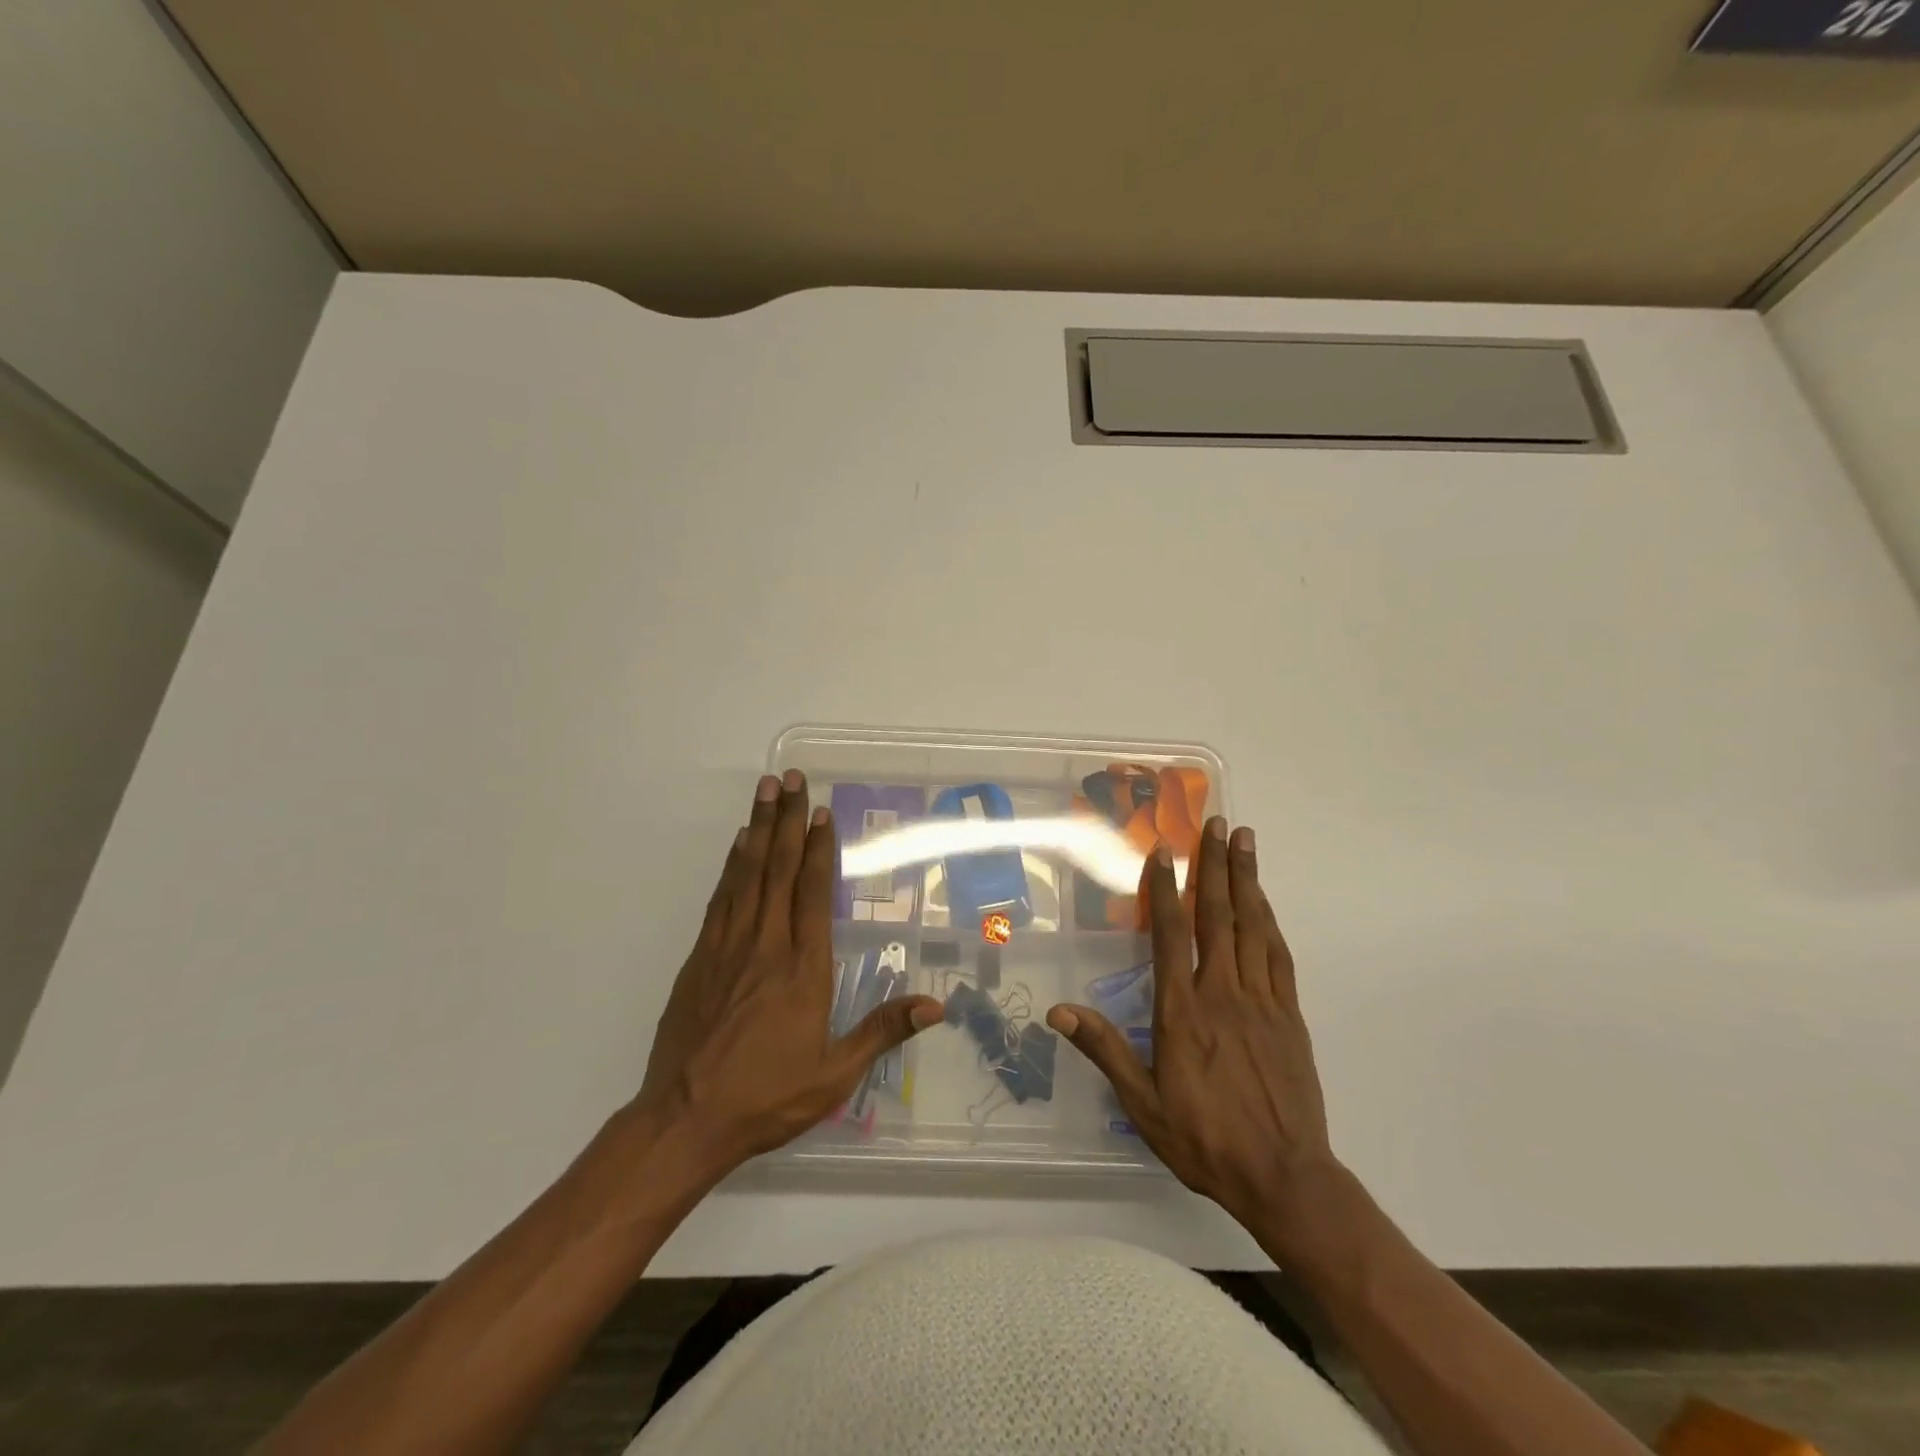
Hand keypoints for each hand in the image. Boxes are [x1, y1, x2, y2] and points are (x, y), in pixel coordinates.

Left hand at [636, 771, 941, 1173]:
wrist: (684, 1119)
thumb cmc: (766, 1097)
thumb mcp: (834, 1075)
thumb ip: (882, 1032)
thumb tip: (937, 1005)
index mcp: (802, 969)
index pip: (813, 895)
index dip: (820, 851)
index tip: (822, 814)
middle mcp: (766, 946)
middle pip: (779, 870)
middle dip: (788, 821)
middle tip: (792, 779)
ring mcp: (728, 947)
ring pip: (747, 874)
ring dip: (759, 830)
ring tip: (766, 792)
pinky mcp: (700, 958)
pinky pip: (721, 898)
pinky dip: (732, 865)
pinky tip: (738, 845)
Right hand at [1048, 819, 1344, 1261]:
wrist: (1285, 1177)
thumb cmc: (1205, 1139)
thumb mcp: (1143, 1103)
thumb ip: (1105, 1051)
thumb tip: (1059, 1013)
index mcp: (1183, 1011)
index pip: (1170, 935)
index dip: (1165, 889)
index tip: (1164, 851)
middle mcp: (1222, 992)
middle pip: (1218, 916)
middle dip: (1215, 865)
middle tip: (1217, 822)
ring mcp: (1261, 1000)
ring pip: (1253, 926)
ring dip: (1247, 879)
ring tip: (1244, 840)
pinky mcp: (1289, 1015)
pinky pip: (1278, 955)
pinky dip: (1270, 921)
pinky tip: (1264, 902)